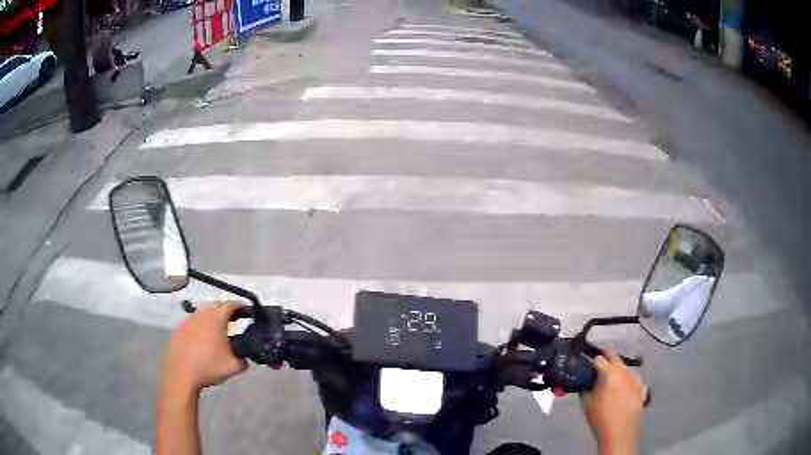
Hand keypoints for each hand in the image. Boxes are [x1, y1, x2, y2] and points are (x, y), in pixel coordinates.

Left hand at [161, 301, 246, 395]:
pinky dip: (199, 324)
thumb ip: (244, 360)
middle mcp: (201, 315)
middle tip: (232, 318)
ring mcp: (188, 320)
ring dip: (211, 315)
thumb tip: (245, 359)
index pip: (229, 305)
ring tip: (216, 327)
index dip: (239, 305)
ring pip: (202, 311)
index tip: (246, 309)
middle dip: (225, 309)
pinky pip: (191, 321)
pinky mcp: (178, 328)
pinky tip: (200, 336)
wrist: (182, 375)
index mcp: (216, 320)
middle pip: (215, 305)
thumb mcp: (234, 367)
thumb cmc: (209, 367)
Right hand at [580, 351, 645, 454]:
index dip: (590, 362)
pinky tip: (624, 388)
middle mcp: (624, 371)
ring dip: (617, 369)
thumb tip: (585, 382)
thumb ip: (584, 388)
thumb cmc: (600, 418)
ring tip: (610, 380)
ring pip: (625, 367)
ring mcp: (635, 378)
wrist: (619, 433)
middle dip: (605, 359)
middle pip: (614, 357)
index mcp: (609, 372)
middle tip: (597, 366)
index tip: (585, 367)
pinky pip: (634, 379)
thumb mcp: (586, 403)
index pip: (598, 359)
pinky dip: (627, 380)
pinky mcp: (641, 388)